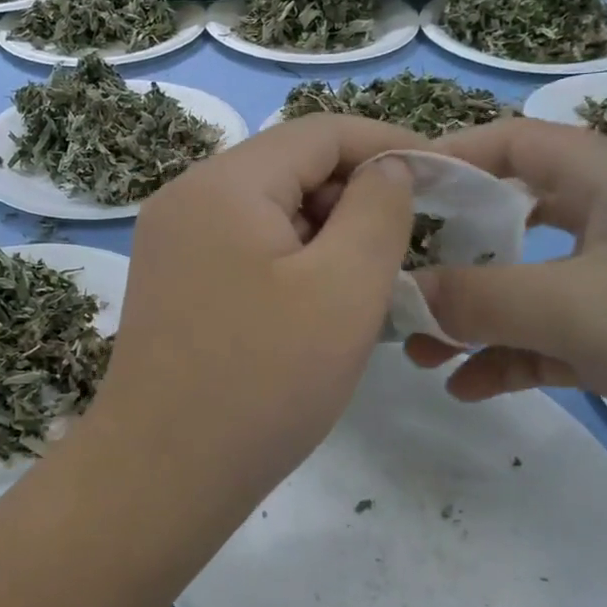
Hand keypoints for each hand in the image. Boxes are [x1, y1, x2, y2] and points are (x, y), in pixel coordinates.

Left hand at [91, 114, 420, 512]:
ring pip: (269, 212)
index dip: (389, 145)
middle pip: (290, 169)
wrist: (163, 474)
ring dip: (326, 236)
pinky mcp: (172, 282)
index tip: (444, 179)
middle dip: (356, 198)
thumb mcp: (344, 288)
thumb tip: (387, 168)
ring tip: (368, 286)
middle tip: (408, 248)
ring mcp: (172, 242)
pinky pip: (245, 248)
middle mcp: (187, 198)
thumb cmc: (263, 382)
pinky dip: (291, 263)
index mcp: (224, 184)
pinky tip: (318, 308)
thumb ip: (379, 209)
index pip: (321, 132)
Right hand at [407, 118, 606, 510]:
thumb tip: (402, 292)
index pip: (513, 143)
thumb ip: (481, 297)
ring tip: (417, 354)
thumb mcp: (584, 309)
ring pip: (528, 289)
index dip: (447, 157)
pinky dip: (510, 358)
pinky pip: (554, 341)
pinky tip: (468, 388)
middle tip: (394, 284)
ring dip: (472, 318)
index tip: (386, 195)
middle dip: (449, 254)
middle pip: (511, 219)